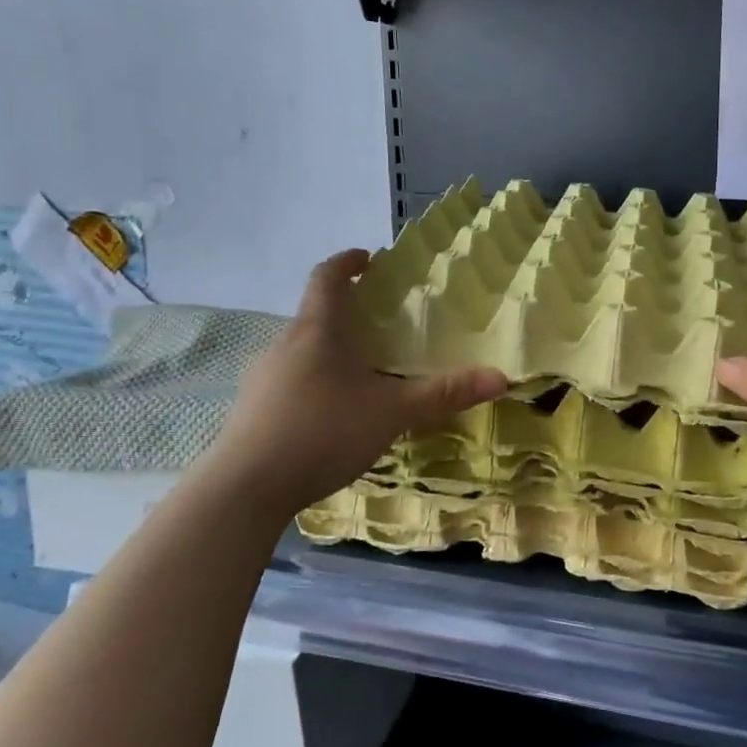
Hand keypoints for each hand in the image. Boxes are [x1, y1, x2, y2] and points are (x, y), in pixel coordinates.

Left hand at [199, 249, 507, 510]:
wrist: (246, 488)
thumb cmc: (323, 432)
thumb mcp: (392, 413)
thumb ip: (444, 394)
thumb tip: (500, 377)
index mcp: (318, 330)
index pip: (328, 277)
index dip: (348, 262)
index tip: (369, 258)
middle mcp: (285, 343)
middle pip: (316, 313)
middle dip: (348, 312)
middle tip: (382, 324)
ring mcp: (263, 376)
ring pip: (302, 349)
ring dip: (331, 349)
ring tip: (363, 372)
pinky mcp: (253, 408)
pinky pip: (290, 379)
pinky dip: (315, 380)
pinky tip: (332, 413)